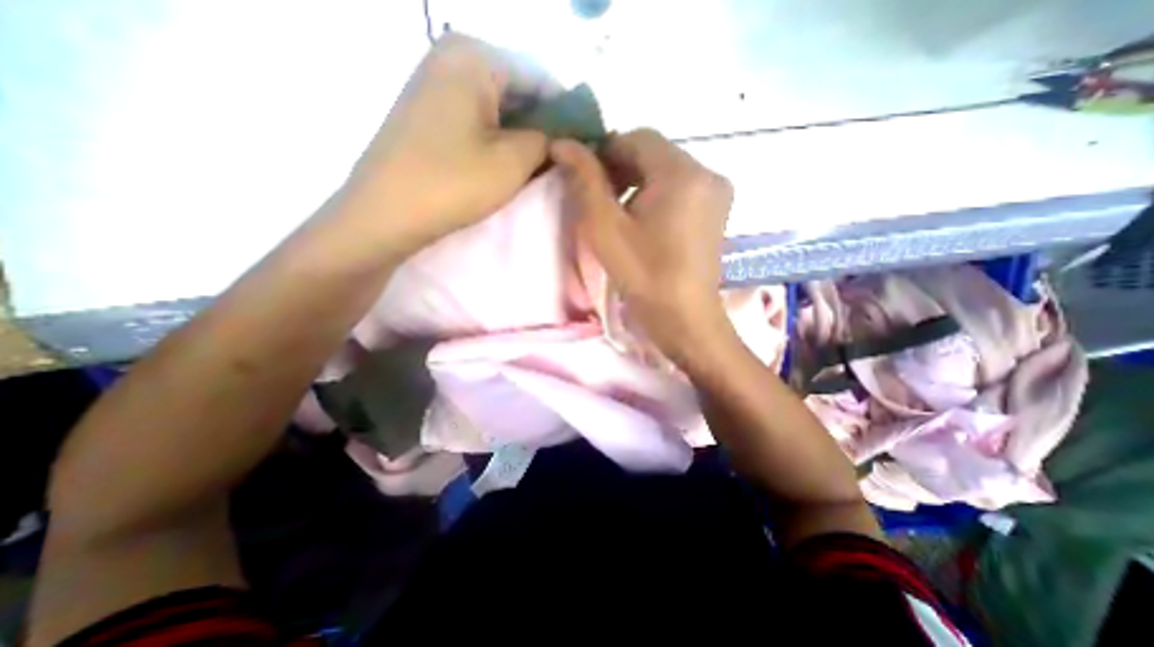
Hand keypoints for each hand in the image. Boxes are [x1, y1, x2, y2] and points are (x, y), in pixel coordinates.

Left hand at [339, 34, 559, 255]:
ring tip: (535, 167)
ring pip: (497, 106)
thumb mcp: (514, 161)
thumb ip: (547, 139)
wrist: (386, 213)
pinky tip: (505, 164)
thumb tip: (559, 134)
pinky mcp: (427, 112)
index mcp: (474, 56)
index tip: (581, 145)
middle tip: (558, 161)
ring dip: (520, 135)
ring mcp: (434, 84)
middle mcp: (451, 57)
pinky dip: (497, 139)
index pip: (541, 76)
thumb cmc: (453, 182)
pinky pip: (476, 118)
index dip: (567, 112)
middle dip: (542, 125)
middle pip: (517, 88)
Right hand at [547, 128, 729, 367]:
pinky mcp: (717, 210)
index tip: (586, 178)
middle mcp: (707, 172)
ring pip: (667, 170)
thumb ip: (585, 181)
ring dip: (638, 182)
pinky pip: (681, 187)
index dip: (606, 152)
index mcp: (682, 173)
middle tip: (599, 197)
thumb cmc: (643, 275)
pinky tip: (643, 220)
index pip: (637, 138)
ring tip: (619, 212)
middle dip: (622, 168)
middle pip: (655, 153)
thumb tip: (563, 144)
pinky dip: (657, 194)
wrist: (684, 318)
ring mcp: (716, 192)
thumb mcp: (606, 228)